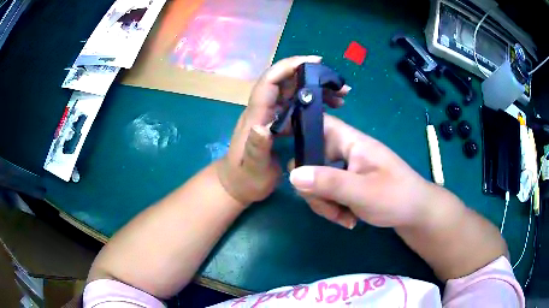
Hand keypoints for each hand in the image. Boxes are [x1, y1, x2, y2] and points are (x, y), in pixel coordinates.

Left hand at [217, 56, 350, 204]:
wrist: (236, 184)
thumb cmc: (244, 178)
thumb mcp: (252, 168)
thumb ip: (256, 149)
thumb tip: (263, 126)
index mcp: (256, 116)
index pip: (269, 81)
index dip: (288, 67)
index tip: (315, 62)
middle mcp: (263, 110)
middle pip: (285, 83)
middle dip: (311, 77)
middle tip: (339, 85)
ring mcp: (270, 115)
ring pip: (293, 93)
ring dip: (316, 89)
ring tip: (340, 97)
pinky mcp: (276, 122)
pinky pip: (296, 105)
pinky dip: (313, 103)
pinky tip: (329, 109)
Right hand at [289, 115, 434, 228]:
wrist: (416, 215)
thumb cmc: (396, 197)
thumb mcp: (363, 191)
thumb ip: (329, 182)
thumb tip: (292, 175)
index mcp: (352, 142)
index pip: (319, 123)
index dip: (297, 126)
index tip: (277, 142)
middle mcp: (346, 152)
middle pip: (312, 160)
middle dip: (314, 188)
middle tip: (329, 208)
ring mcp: (347, 169)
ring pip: (318, 181)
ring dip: (324, 203)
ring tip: (344, 218)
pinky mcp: (349, 185)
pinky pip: (328, 192)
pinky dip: (333, 207)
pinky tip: (348, 219)